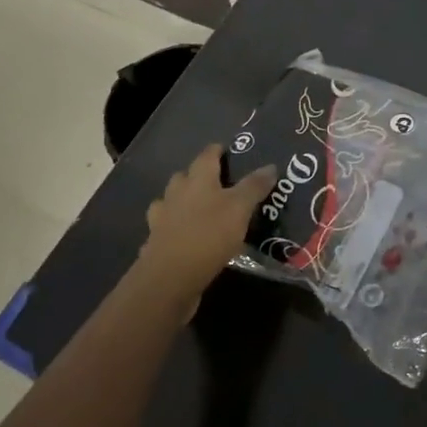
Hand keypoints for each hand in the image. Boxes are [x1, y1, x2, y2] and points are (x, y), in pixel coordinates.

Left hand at [138, 145, 276, 299]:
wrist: (170, 278)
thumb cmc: (209, 235)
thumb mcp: (240, 208)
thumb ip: (254, 187)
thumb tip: (271, 166)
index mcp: (198, 181)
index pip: (206, 157)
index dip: (216, 151)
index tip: (224, 149)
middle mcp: (176, 195)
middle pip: (183, 177)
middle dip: (196, 176)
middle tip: (215, 182)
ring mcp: (162, 220)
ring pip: (169, 203)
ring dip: (180, 202)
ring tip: (197, 210)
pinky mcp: (156, 245)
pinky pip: (164, 230)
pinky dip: (172, 230)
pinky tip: (182, 238)